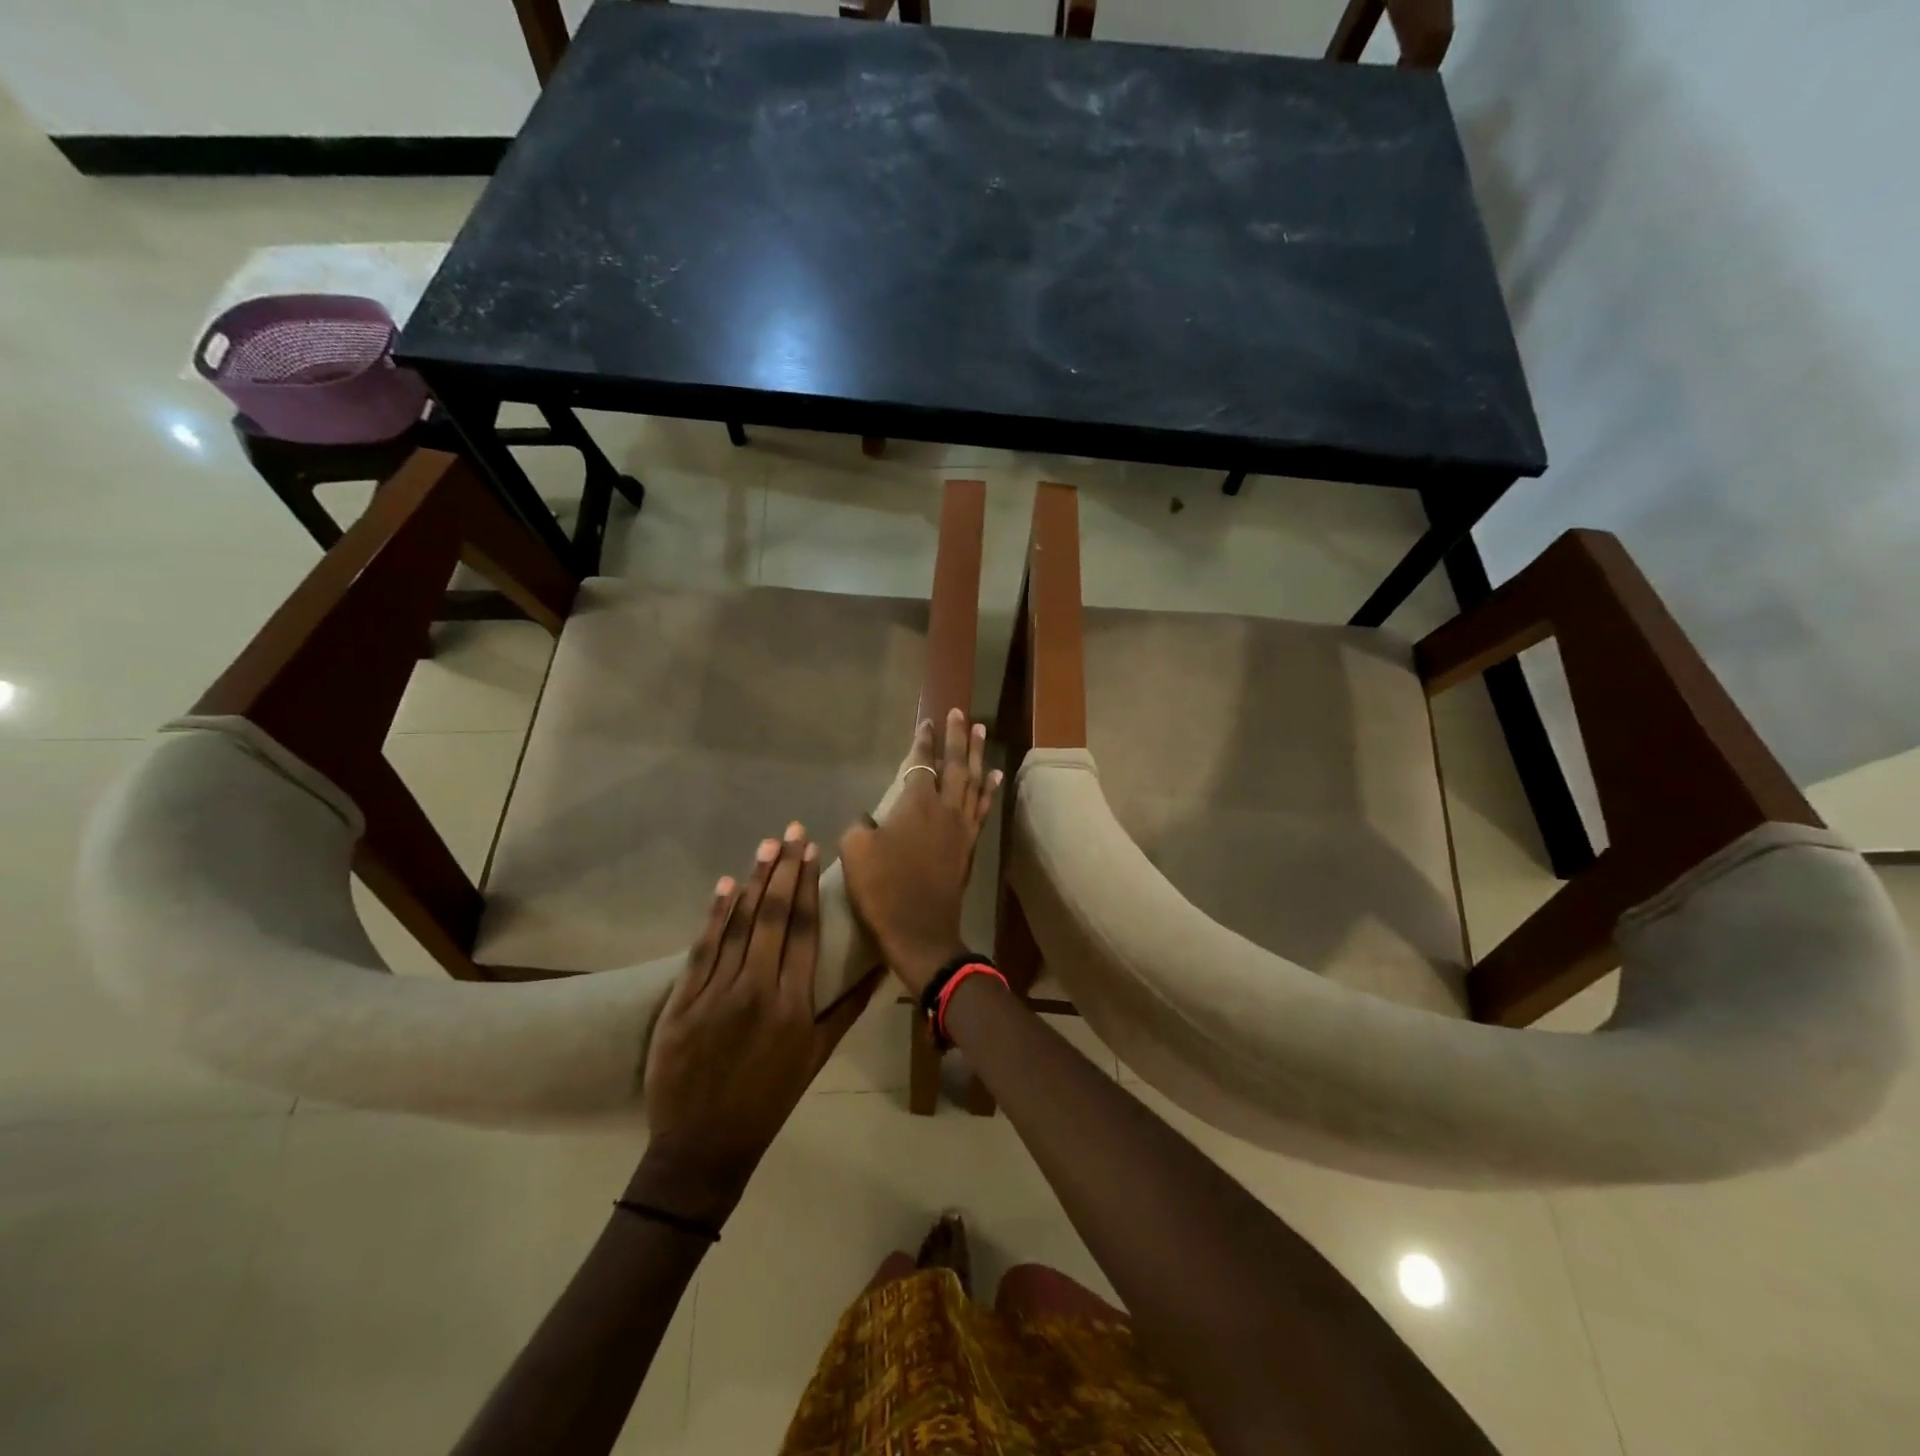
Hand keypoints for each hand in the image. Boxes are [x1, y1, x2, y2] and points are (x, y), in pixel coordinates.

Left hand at [637, 826, 875, 1222]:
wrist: (703, 1146)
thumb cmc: (769, 1099)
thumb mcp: (817, 1057)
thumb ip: (848, 1008)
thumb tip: (879, 967)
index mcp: (793, 1004)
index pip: (802, 930)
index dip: (807, 886)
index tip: (811, 851)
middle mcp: (756, 990)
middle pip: (771, 917)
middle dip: (783, 870)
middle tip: (790, 831)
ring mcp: (715, 994)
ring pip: (737, 926)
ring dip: (752, 881)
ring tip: (765, 846)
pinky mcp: (682, 1003)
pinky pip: (702, 950)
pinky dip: (714, 915)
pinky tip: (724, 885)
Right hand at [839, 709, 1001, 995]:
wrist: (919, 930)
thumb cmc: (883, 889)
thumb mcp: (855, 852)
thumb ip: (861, 825)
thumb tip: (869, 819)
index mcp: (916, 804)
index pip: (921, 762)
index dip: (923, 741)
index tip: (927, 722)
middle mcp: (945, 808)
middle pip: (956, 764)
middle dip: (958, 737)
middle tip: (961, 713)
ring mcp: (962, 827)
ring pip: (974, 781)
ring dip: (977, 754)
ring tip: (981, 731)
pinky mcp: (970, 845)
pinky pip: (982, 808)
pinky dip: (989, 789)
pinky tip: (994, 775)